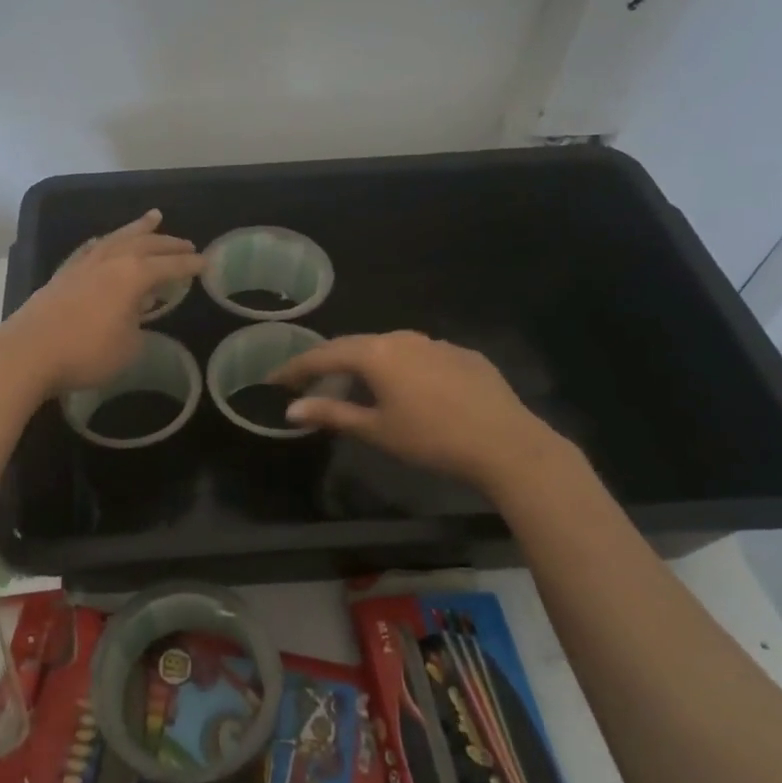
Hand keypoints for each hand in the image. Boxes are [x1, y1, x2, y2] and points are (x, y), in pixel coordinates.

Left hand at [0, 210, 203, 396]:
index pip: (169, 266)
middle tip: (186, 243)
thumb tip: (134, 317)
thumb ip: (138, 327)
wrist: (28, 353)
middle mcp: (110, 261)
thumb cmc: (86, 353)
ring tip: (153, 218)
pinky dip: (105, 243)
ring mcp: (83, 265)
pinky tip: (104, 243)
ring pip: (117, 238)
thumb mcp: (128, 348)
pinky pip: (91, 249)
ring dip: (137, 229)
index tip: (206, 264)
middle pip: (145, 244)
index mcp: (133, 275)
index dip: (190, 265)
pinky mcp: (62, 275)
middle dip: (169, 244)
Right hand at [270, 330, 557, 487]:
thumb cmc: (431, 439)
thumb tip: (291, 410)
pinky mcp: (464, 355)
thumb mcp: (376, 430)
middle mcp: (404, 338)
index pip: (325, 354)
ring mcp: (437, 343)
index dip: (296, 367)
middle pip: (356, 346)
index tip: (274, 379)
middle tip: (309, 380)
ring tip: (357, 383)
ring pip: (390, 348)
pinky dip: (402, 368)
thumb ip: (332, 414)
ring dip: (367, 363)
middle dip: (329, 362)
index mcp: (376, 354)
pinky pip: (421, 356)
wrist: (506, 444)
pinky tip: (408, 389)